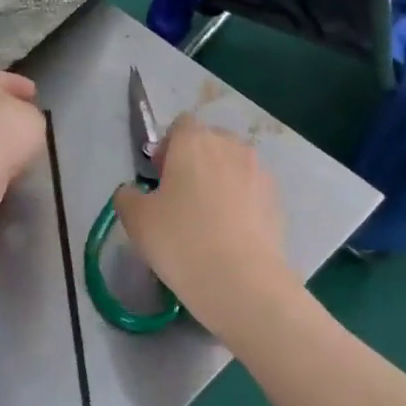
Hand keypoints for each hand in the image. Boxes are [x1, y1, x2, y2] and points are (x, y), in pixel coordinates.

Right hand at [112, 114, 299, 336]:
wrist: (240, 280)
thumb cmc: (179, 240)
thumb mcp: (136, 220)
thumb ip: (128, 196)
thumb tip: (132, 192)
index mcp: (194, 142)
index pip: (181, 125)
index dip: (167, 147)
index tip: (159, 178)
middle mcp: (231, 147)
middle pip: (210, 142)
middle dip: (196, 162)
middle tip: (180, 199)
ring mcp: (260, 172)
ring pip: (234, 167)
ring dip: (220, 182)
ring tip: (208, 220)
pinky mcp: (277, 200)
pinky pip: (251, 192)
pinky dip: (240, 204)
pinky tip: (229, 235)